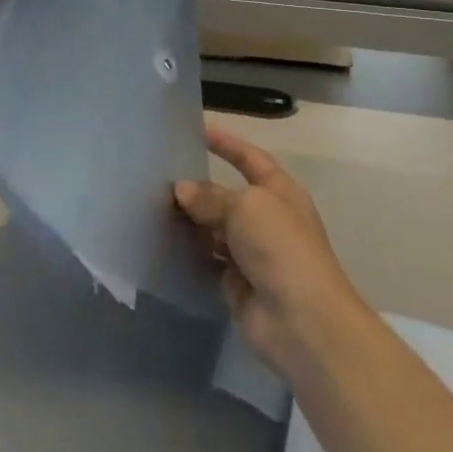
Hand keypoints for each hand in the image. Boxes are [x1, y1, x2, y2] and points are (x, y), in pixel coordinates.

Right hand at [174, 126, 357, 372]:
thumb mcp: (246, 207)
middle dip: (198, 186)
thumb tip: (181, 189)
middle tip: (158, 176)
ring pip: (214, 228)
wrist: (301, 321)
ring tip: (151, 207)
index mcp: (280, 193)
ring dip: (190, 220)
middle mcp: (267, 219)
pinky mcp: (237, 282)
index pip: (251, 159)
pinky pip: (207, 259)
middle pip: (228, 195)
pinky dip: (189, 251)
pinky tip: (162, 242)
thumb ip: (210, 196)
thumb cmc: (280, 248)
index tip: (199, 130)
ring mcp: (253, 253)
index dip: (228, 144)